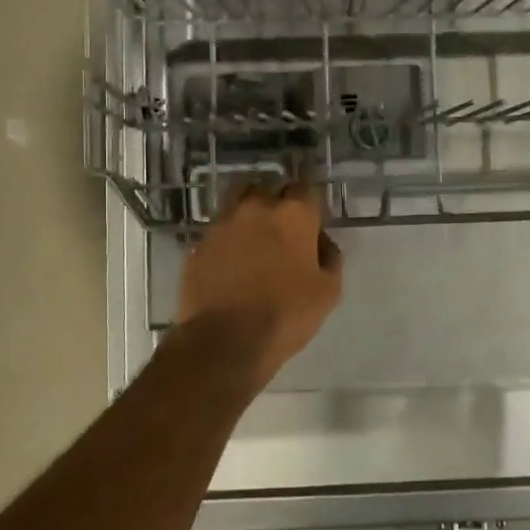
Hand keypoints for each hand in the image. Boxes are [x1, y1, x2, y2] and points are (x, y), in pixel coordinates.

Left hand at [176, 179, 343, 383]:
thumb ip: (330, 257)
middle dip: (280, 202)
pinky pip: (219, 229)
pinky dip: (229, 236)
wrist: (223, 341)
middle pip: (270, 188)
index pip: (307, 189)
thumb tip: (322, 242)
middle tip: (285, 229)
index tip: (314, 225)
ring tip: (256, 237)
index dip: (312, 206)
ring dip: (251, 213)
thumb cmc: (285, 315)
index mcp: (293, 214)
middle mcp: (256, 207)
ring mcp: (222, 223)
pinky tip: (234, 259)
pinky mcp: (199, 243)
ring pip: (239, 201)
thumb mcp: (329, 291)